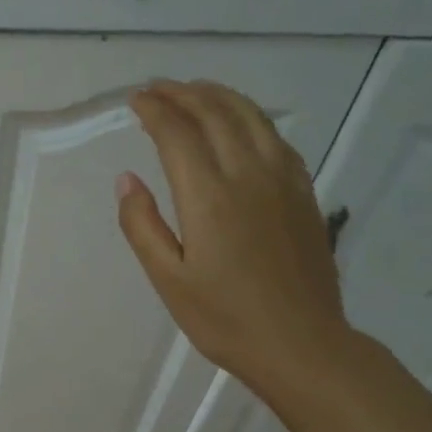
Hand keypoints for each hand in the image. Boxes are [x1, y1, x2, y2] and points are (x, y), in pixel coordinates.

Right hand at [117, 80, 353, 399]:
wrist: (301, 344)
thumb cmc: (224, 319)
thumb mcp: (168, 280)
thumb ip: (142, 225)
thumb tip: (127, 179)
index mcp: (209, 197)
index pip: (178, 133)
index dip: (155, 110)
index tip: (135, 100)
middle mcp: (249, 175)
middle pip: (216, 114)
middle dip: (184, 93)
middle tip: (158, 88)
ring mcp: (283, 181)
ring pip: (252, 117)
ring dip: (220, 96)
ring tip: (196, 90)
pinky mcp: (304, 193)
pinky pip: (276, 137)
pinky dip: (251, 117)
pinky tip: (241, 124)